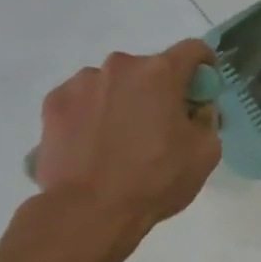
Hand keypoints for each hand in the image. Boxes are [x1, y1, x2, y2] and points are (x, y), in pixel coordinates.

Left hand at [32, 40, 221, 260]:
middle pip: (150, 68)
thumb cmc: (156, 180)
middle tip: (159, 124)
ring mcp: (82, 82)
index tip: (203, 86)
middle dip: (159, 90)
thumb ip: (207, 119)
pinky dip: (92, 113)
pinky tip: (93, 143)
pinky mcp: (54, 103)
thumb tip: (196, 109)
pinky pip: (83, 99)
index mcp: (161, 73)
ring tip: (120, 139)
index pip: (193, 50)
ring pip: (113, 83)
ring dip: (123, 100)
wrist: (88, 211)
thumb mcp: (206, 153)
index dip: (204, 64)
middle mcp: (120, 66)